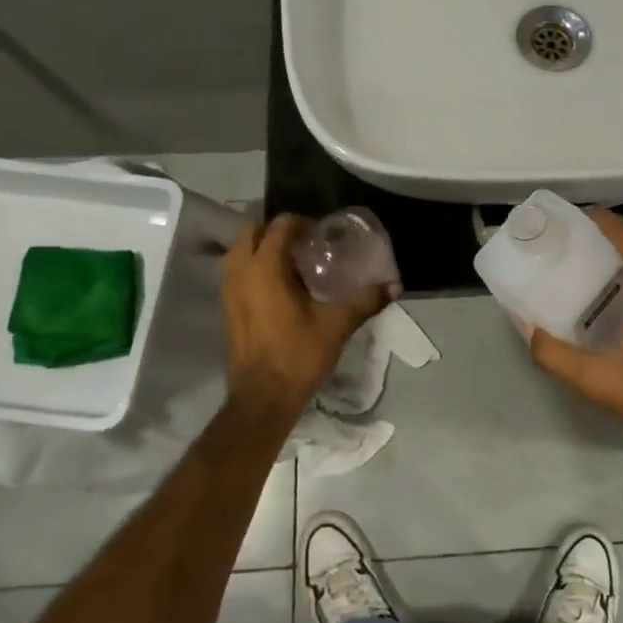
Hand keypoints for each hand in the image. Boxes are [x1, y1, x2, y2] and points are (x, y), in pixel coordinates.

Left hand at [221, 214, 395, 423]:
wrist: (263, 398)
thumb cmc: (298, 354)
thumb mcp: (337, 324)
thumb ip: (366, 300)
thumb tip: (395, 285)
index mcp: (265, 267)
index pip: (279, 226)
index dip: (301, 223)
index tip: (322, 234)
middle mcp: (240, 272)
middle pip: (252, 232)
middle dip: (276, 231)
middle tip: (305, 242)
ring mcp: (228, 291)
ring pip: (240, 252)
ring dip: (262, 248)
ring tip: (292, 261)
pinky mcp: (226, 308)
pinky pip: (237, 273)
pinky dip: (254, 268)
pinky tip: (279, 286)